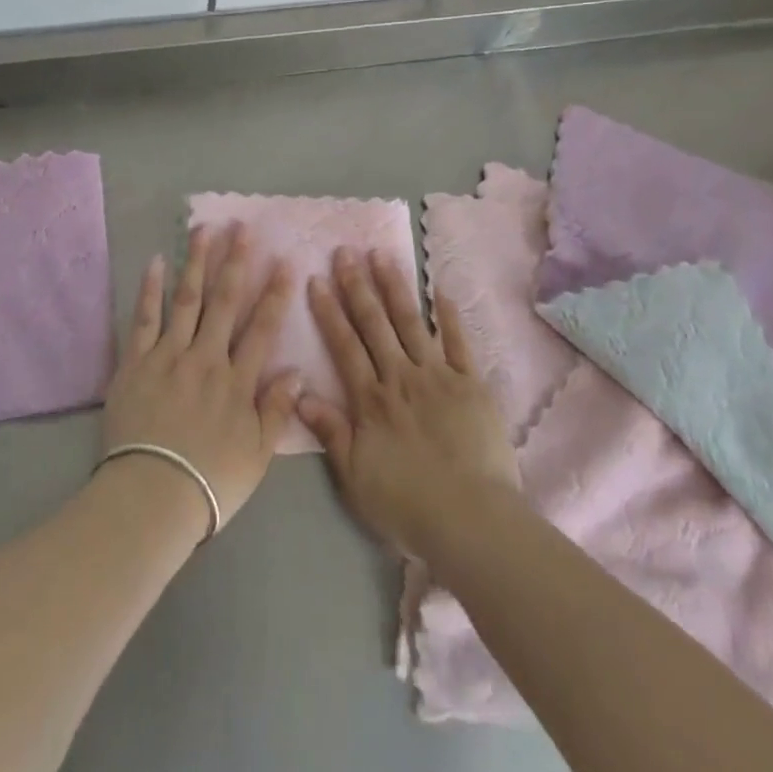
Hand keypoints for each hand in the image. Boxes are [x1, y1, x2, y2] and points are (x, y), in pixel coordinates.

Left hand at [99, 224, 300, 532]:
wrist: (151, 497)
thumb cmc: (210, 482)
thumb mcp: (257, 454)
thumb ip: (277, 410)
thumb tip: (297, 371)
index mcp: (237, 381)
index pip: (262, 328)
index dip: (275, 293)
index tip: (284, 261)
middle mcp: (206, 358)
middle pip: (224, 302)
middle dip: (235, 262)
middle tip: (241, 228)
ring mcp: (168, 356)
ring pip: (187, 300)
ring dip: (196, 263)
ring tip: (203, 230)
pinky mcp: (135, 363)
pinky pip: (144, 319)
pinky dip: (150, 290)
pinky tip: (156, 262)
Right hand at [297, 248, 521, 560]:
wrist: (472, 520)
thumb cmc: (408, 505)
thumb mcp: (356, 478)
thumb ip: (331, 432)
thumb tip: (300, 392)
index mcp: (371, 400)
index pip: (344, 345)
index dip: (328, 311)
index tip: (316, 279)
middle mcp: (401, 377)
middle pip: (375, 324)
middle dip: (357, 286)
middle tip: (345, 252)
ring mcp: (438, 376)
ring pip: (411, 322)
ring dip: (395, 287)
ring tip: (383, 255)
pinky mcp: (471, 383)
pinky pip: (458, 342)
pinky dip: (449, 315)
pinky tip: (440, 290)